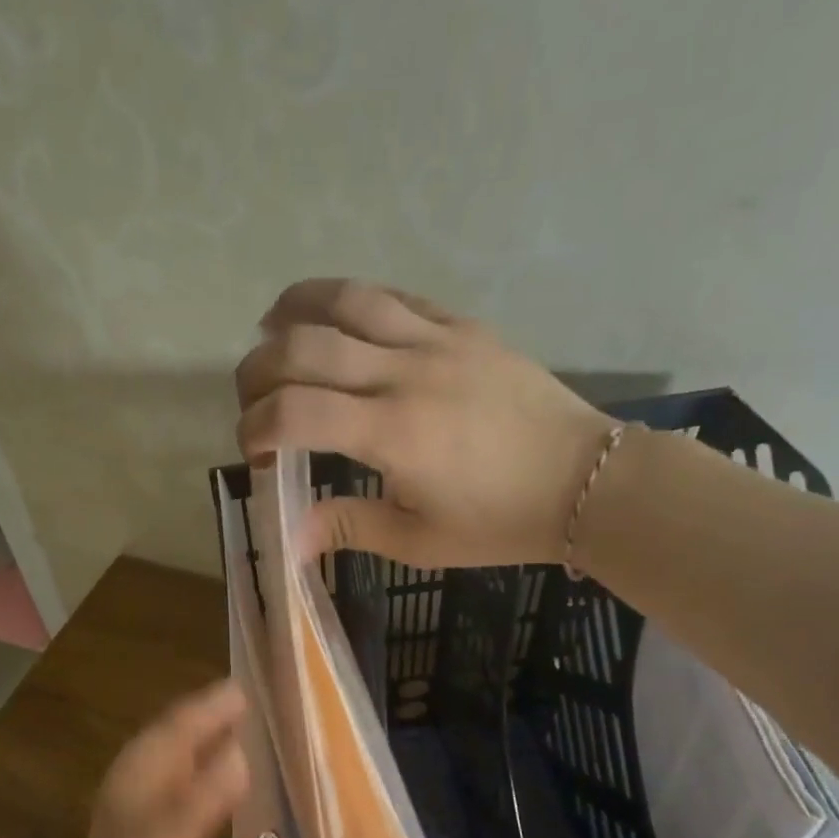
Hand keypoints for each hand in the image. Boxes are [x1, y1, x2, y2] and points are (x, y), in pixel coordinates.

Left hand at [22, 681, 353, 837]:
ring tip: (227, 704)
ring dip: (170, 738)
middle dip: (172, 738)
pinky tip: (210, 753)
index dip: (186, 809)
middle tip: (235, 694)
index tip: (238, 759)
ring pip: (122, 792)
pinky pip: (133, 805)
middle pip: (123, 801)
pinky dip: (168, 763)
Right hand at [236, 278, 615, 567]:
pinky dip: (351, 300)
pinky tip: (336, 316)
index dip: (255, 427)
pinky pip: (396, 296)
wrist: (586, 480)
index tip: (255, 452)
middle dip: (258, 370)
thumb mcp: (420, 540)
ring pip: (347, 300)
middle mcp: (406, 373)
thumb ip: (349, 527)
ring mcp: (437, 340)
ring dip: (295, 308)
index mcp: (393, 433)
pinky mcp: (463, 326)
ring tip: (271, 326)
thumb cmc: (500, 520)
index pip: (294, 411)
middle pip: (304, 346)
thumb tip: (290, 539)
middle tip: (252, 397)